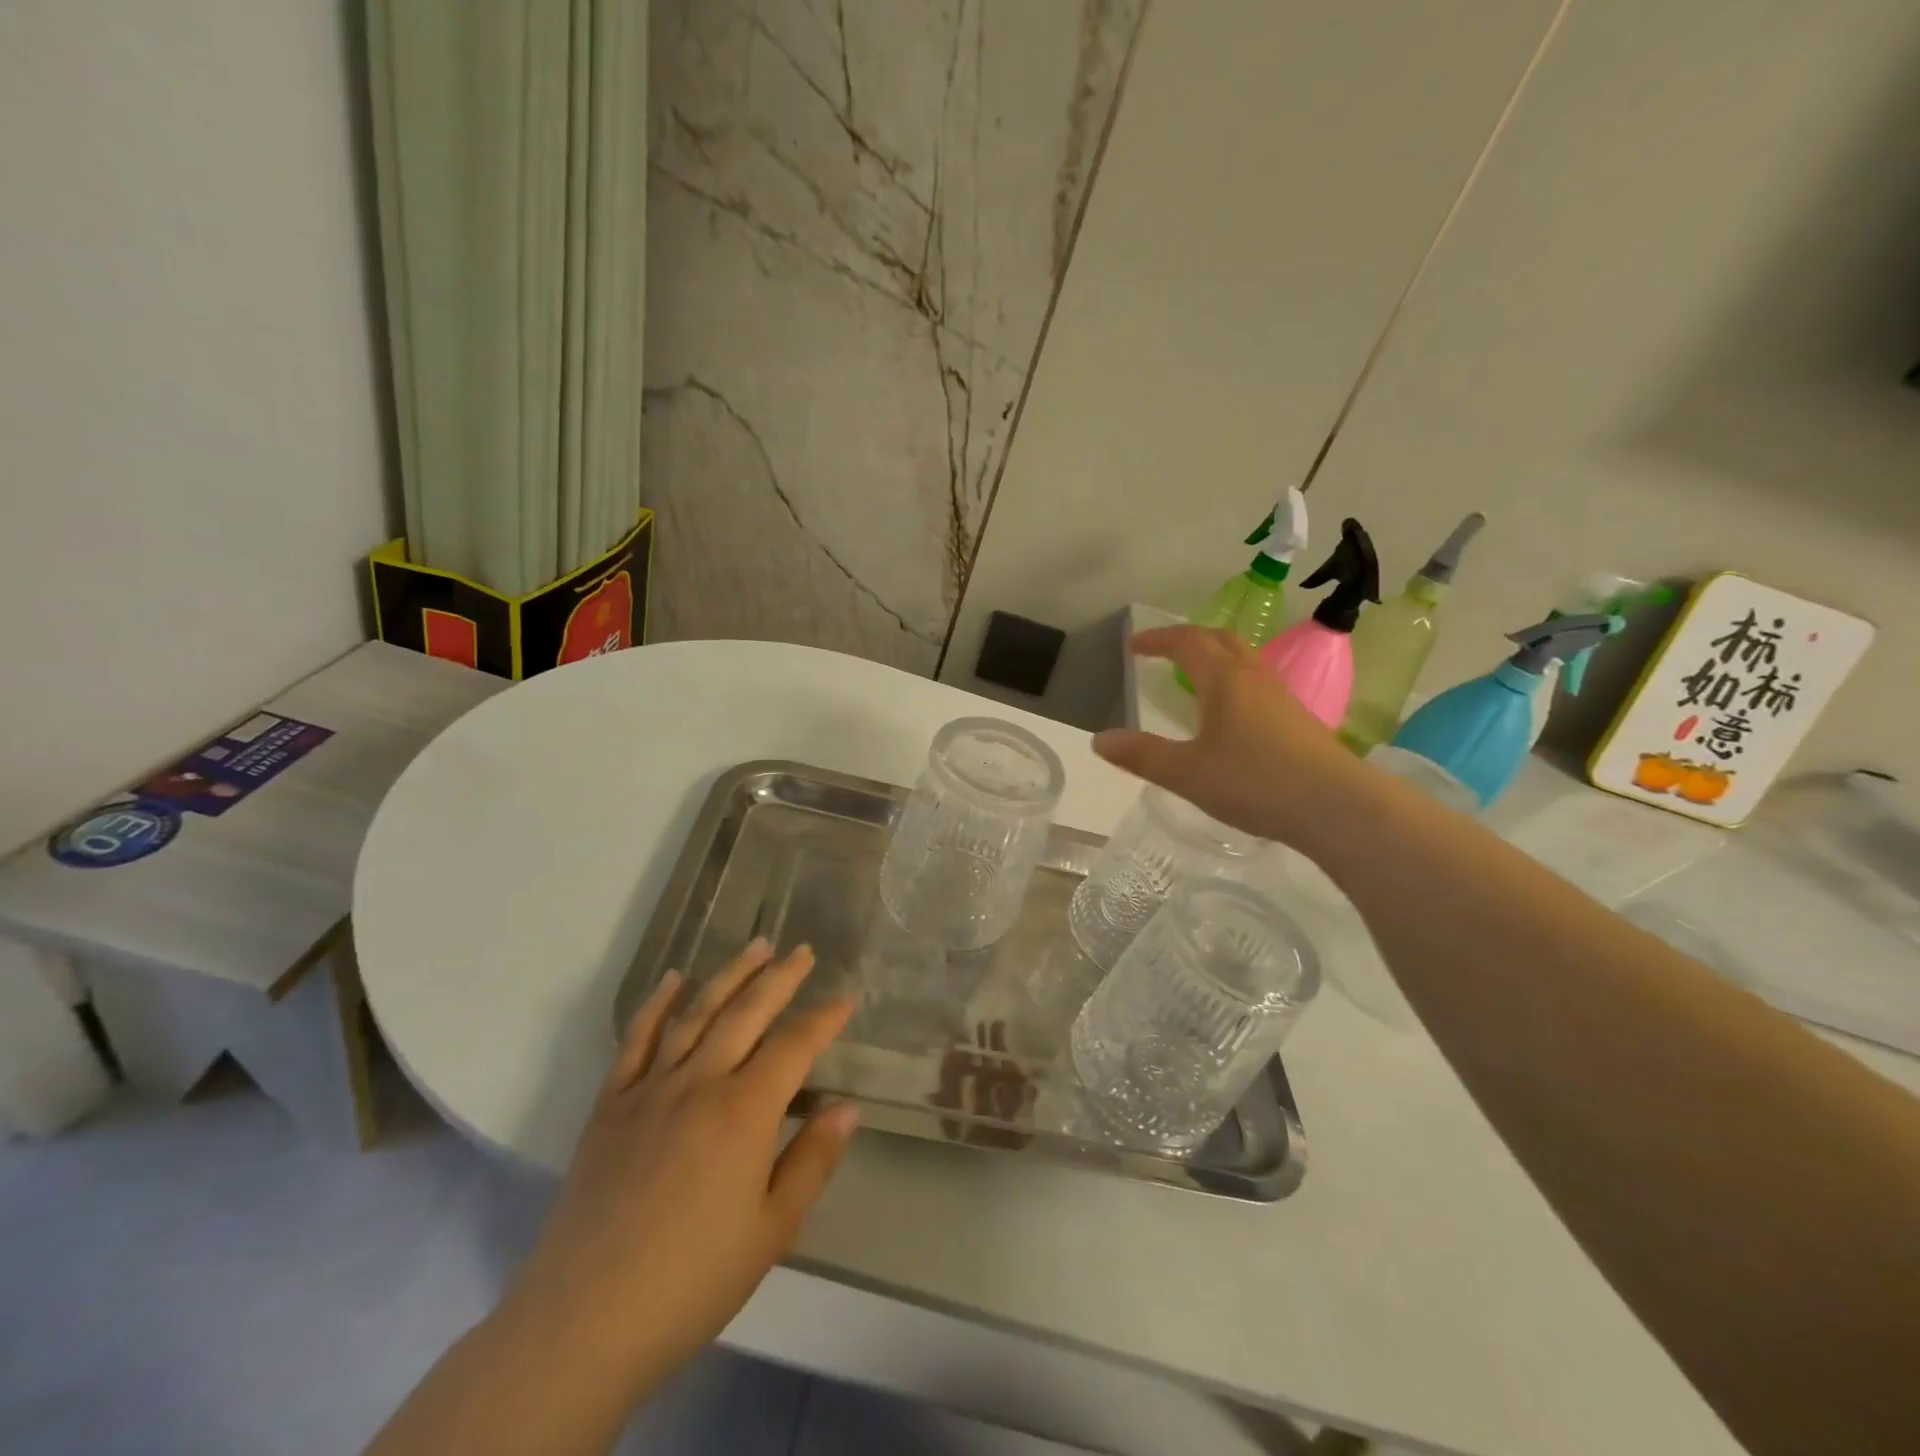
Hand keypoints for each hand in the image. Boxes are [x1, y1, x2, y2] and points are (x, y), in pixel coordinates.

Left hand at [503, 940, 856, 1402]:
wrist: (582, 1322)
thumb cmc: (691, 1282)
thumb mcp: (772, 1231)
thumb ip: (812, 1161)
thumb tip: (847, 1107)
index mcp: (744, 1111)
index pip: (795, 1045)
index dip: (824, 1017)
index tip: (846, 996)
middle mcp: (700, 1082)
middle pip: (748, 1012)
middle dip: (781, 977)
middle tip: (803, 950)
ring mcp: (650, 1089)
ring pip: (697, 1013)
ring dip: (730, 974)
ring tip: (756, 946)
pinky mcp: (610, 1105)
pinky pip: (636, 1040)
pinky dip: (656, 1004)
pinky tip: (674, 979)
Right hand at [1093, 625, 1362, 845]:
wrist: (1336, 806)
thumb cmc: (1254, 782)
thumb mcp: (1186, 773)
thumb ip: (1142, 755)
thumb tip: (1099, 740)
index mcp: (1223, 680)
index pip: (1187, 642)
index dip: (1158, 639)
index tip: (1134, 646)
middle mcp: (1254, 678)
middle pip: (1220, 640)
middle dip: (1188, 639)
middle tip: (1164, 650)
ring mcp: (1281, 697)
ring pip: (1245, 660)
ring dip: (1215, 657)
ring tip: (1196, 676)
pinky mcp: (1299, 720)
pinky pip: (1259, 684)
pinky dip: (1235, 681)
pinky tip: (1233, 713)